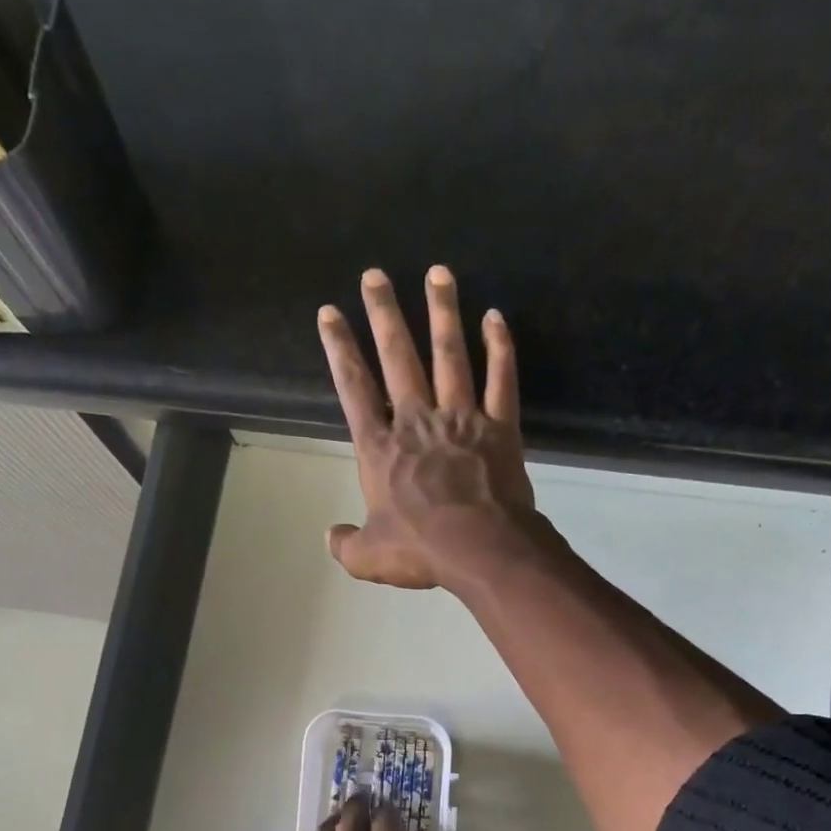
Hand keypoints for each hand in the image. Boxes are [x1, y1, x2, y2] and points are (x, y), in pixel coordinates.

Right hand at [316, 266, 536, 589]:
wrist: (481, 548)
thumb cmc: (421, 550)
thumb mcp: (369, 557)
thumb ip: (346, 544)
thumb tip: (331, 537)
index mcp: (381, 449)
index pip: (354, 389)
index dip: (340, 349)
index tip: (330, 313)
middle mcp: (417, 422)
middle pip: (398, 358)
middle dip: (384, 314)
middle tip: (375, 275)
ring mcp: (461, 419)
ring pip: (449, 355)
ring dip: (442, 313)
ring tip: (438, 272)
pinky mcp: (500, 427)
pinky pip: (501, 379)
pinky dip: (500, 348)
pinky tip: (496, 317)